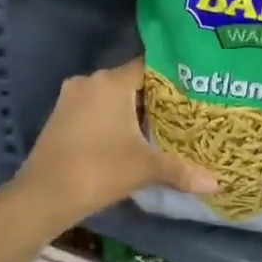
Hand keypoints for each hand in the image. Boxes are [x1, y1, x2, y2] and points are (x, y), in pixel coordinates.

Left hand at [12, 59, 216, 227]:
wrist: (44, 195)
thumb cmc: (99, 170)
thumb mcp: (145, 168)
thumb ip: (181, 170)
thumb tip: (218, 184)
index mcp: (111, 82)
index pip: (149, 66)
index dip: (172, 77)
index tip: (194, 88)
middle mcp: (90, 82)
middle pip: (130, 81)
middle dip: (154, 96)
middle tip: (184, 110)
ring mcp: (70, 99)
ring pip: (111, 97)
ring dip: (131, 110)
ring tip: (161, 125)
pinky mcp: (60, 117)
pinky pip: (94, 109)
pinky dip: (112, 119)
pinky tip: (129, 138)